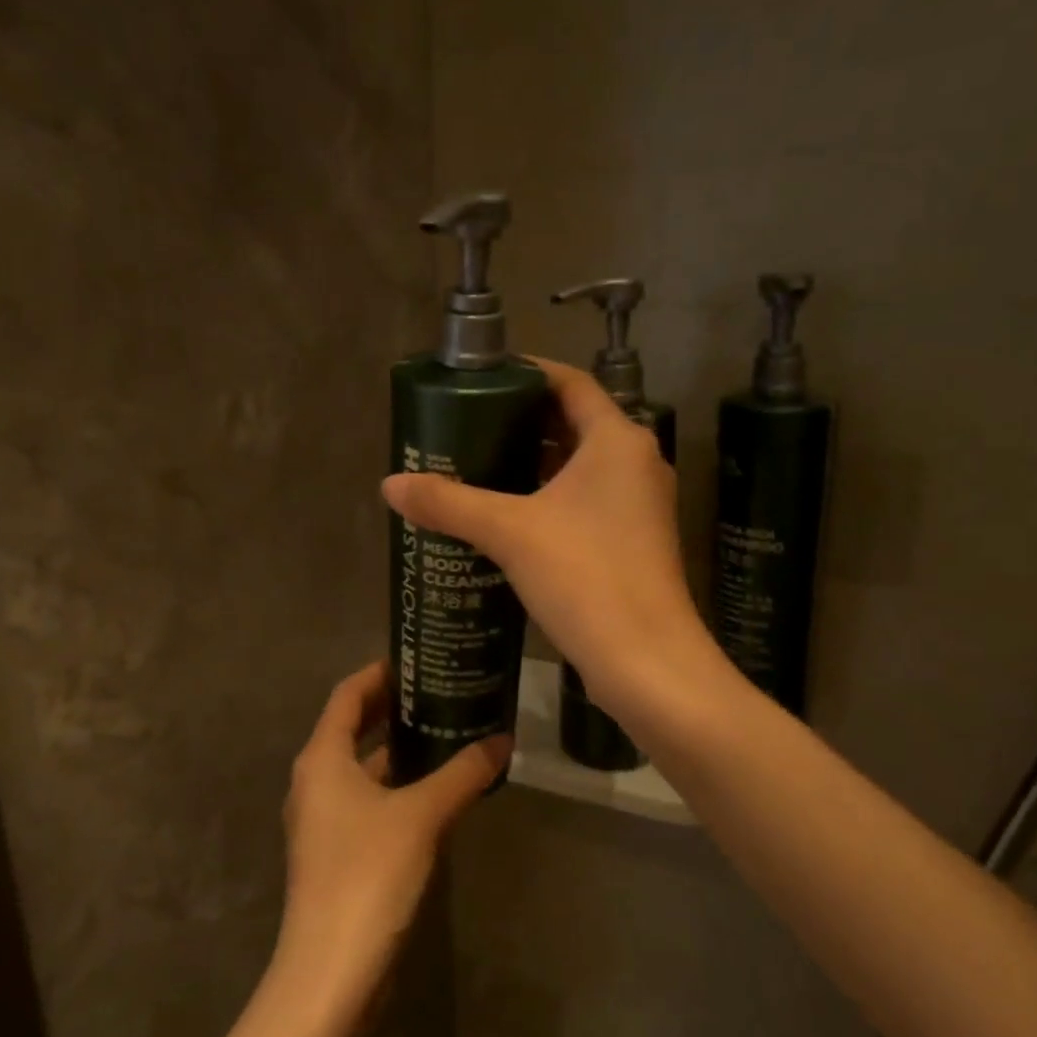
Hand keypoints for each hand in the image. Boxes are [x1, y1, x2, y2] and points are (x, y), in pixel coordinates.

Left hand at [271, 661, 506, 1027]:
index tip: (417, 659)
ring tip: (447, 731)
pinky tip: (436, 789)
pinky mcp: (338, 852)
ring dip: (398, 749)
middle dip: (392, 708)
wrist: (330, 973)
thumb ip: (463, 774)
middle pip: (352, 727)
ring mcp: (323, 820)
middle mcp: (315, 781)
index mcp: (322, 759)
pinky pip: (368, 800)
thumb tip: (503, 739)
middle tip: (440, 690)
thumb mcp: (421, 815)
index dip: (379, 673)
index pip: (347, 695)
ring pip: (362, 767)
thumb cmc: (368, 875)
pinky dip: (397, 785)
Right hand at [381, 358, 717, 721]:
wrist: (646, 662)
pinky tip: (509, 520)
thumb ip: (449, 503)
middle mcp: (637, 464)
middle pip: (574, 425)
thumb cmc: (585, 577)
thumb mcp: (510, 533)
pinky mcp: (635, 543)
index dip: (527, 374)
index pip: (571, 384)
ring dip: (534, 466)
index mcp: (618, 441)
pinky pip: (587, 504)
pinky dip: (550, 501)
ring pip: (580, 469)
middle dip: (522, 424)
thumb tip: (390, 484)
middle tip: (468, 427)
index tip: (482, 378)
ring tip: (479, 469)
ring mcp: (640, 506)